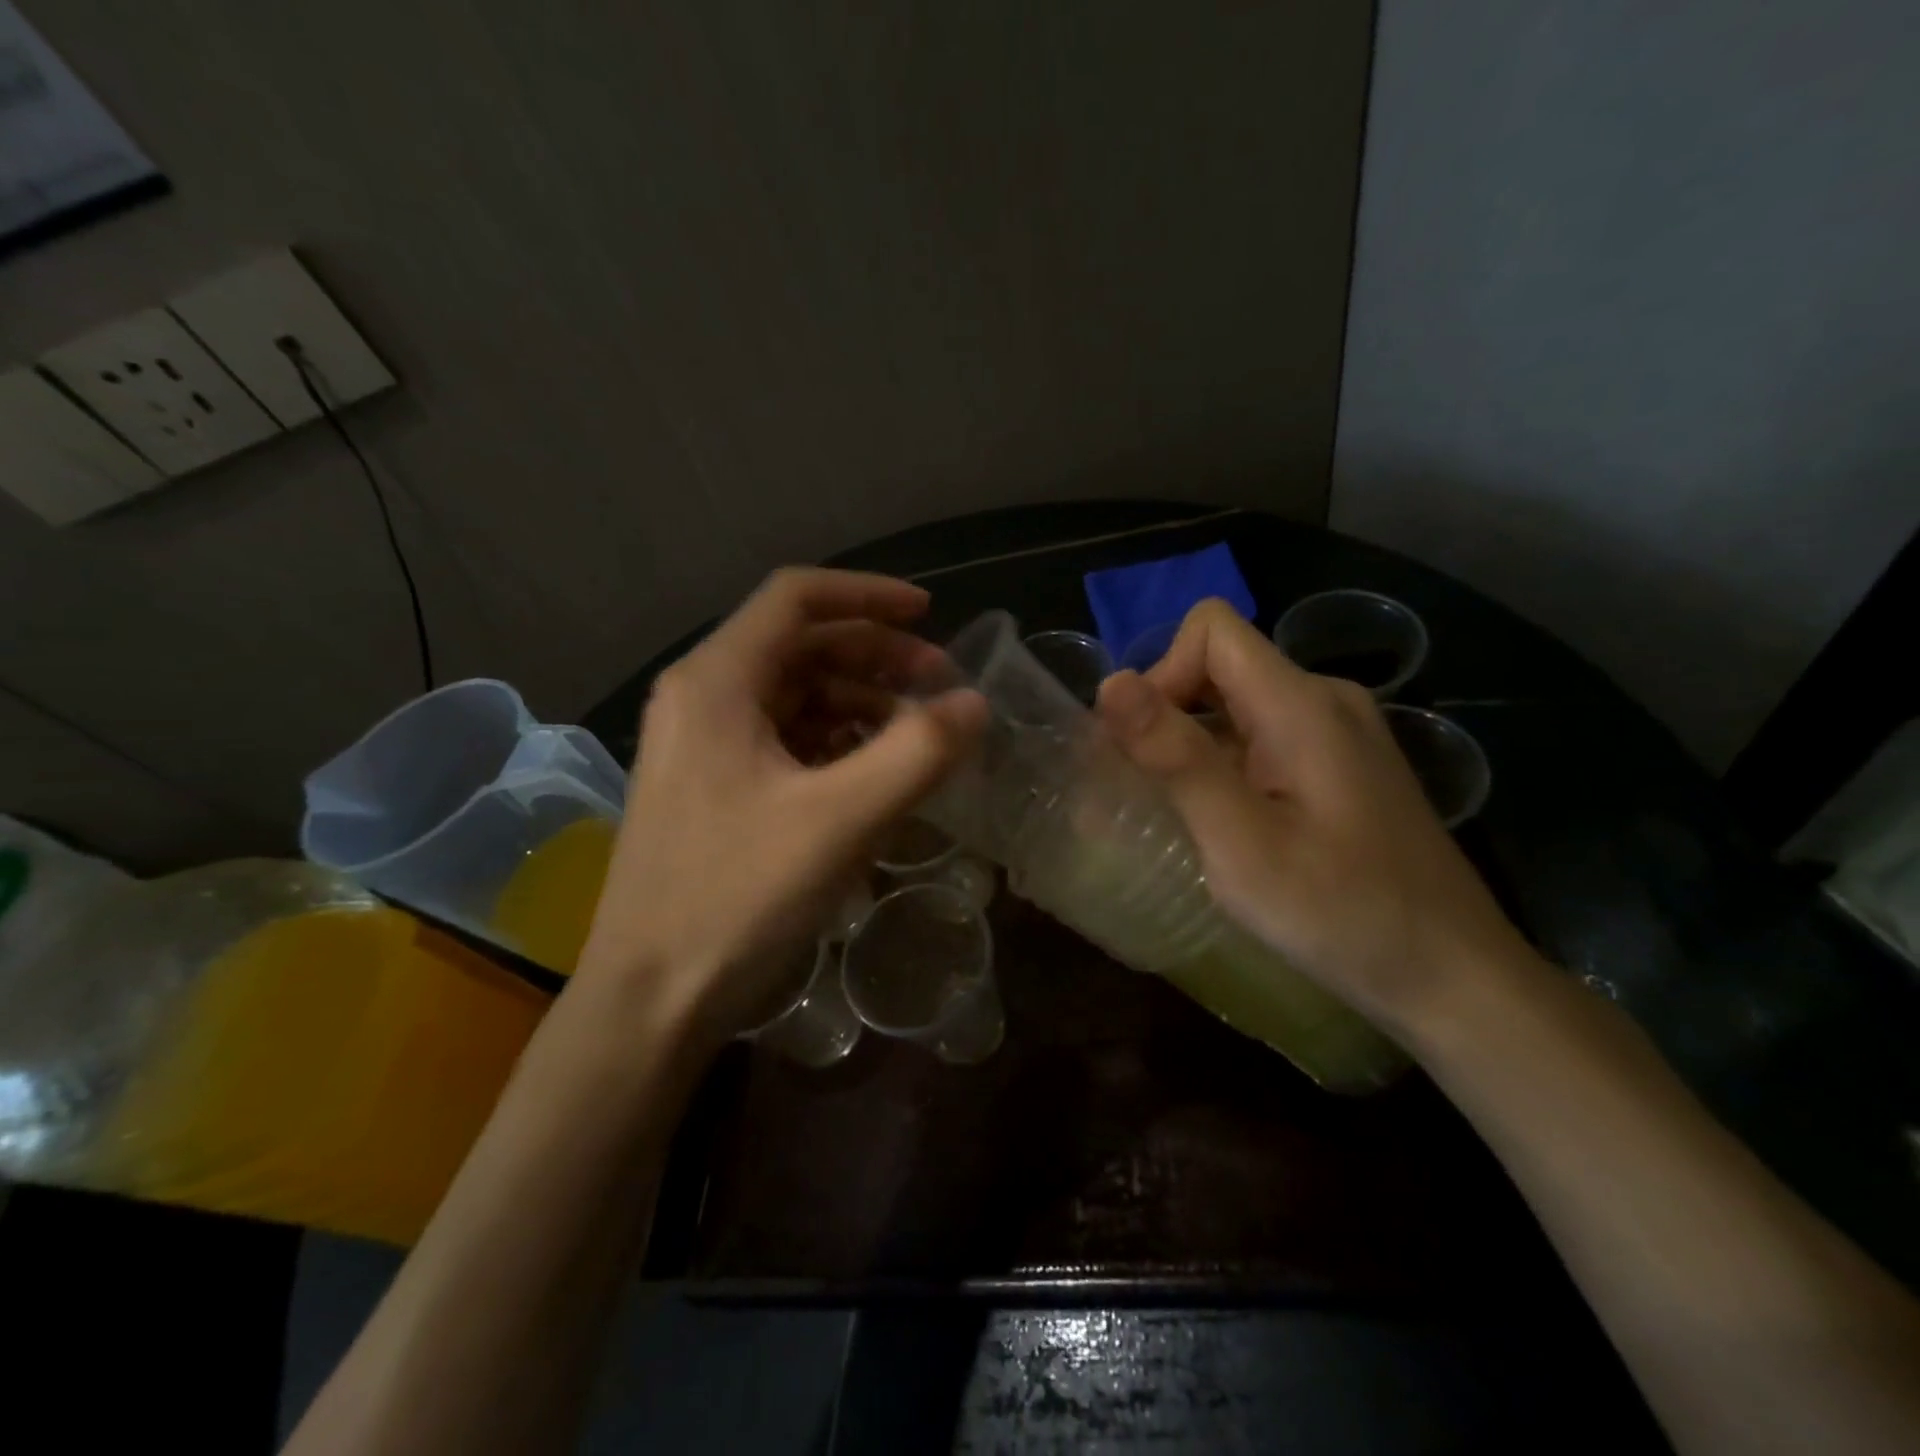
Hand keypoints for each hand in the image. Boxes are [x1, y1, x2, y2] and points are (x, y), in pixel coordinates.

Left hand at [575, 568, 985, 1047]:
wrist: (650, 998)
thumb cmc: (737, 896)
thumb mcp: (842, 819)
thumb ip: (918, 751)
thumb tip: (975, 703)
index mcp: (716, 681)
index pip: (796, 597)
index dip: (868, 595)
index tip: (930, 615)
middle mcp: (701, 698)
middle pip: (799, 644)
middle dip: (875, 655)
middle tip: (938, 686)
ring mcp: (701, 745)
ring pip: (793, 694)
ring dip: (859, 701)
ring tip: (915, 735)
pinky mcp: (711, 787)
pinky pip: (783, 739)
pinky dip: (834, 741)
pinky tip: (872, 771)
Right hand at [1094, 600, 1531, 1033]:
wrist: (1453, 978)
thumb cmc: (1342, 913)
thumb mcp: (1240, 841)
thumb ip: (1176, 757)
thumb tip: (1110, 683)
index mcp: (1302, 703)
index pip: (1211, 629)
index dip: (1162, 673)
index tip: (1146, 748)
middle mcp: (1325, 699)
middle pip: (1221, 665)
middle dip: (1168, 715)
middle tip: (1150, 793)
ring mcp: (1340, 734)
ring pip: (1238, 705)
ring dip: (1193, 746)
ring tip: (1179, 814)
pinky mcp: (1343, 767)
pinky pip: (1264, 738)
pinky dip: (1226, 765)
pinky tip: (1225, 825)